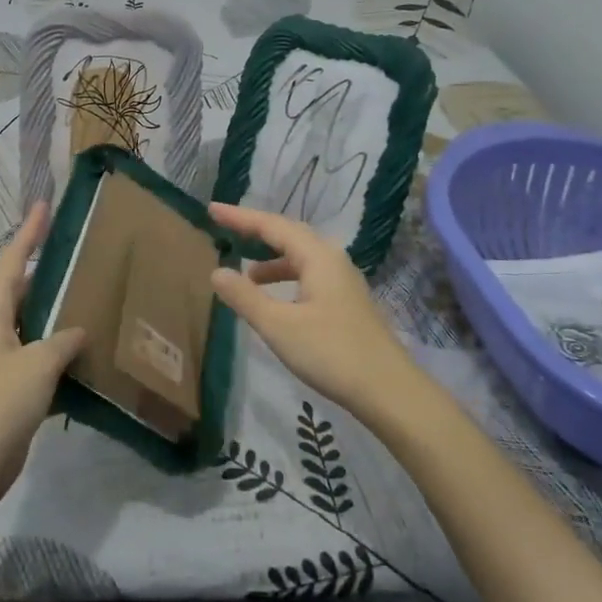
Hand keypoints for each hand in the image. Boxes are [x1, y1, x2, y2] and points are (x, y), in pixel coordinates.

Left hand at [0, 203, 85, 509]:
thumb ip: (61, 340)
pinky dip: (60, 346)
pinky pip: (39, 353)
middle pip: (21, 288)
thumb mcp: (36, 365)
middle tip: (79, 249)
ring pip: (32, 321)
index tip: (43, 207)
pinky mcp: (11, 386)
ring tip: (91, 291)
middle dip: (46, 268)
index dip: (28, 234)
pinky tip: (87, 346)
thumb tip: (79, 329)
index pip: (11, 262)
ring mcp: (1, 359)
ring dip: (56, 309)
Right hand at [208, 202, 421, 423]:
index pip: (272, 226)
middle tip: (225, 227)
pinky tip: (276, 300)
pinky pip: (309, 275)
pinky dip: (286, 278)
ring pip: (301, 257)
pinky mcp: (347, 303)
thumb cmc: (331, 353)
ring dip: (272, 259)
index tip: (212, 209)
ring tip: (246, 273)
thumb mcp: (279, 326)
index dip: (240, 217)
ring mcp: (344, 282)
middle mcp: (333, 260)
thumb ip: (245, 297)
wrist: (389, 391)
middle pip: (289, 235)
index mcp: (318, 257)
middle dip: (256, 231)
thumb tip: (217, 271)